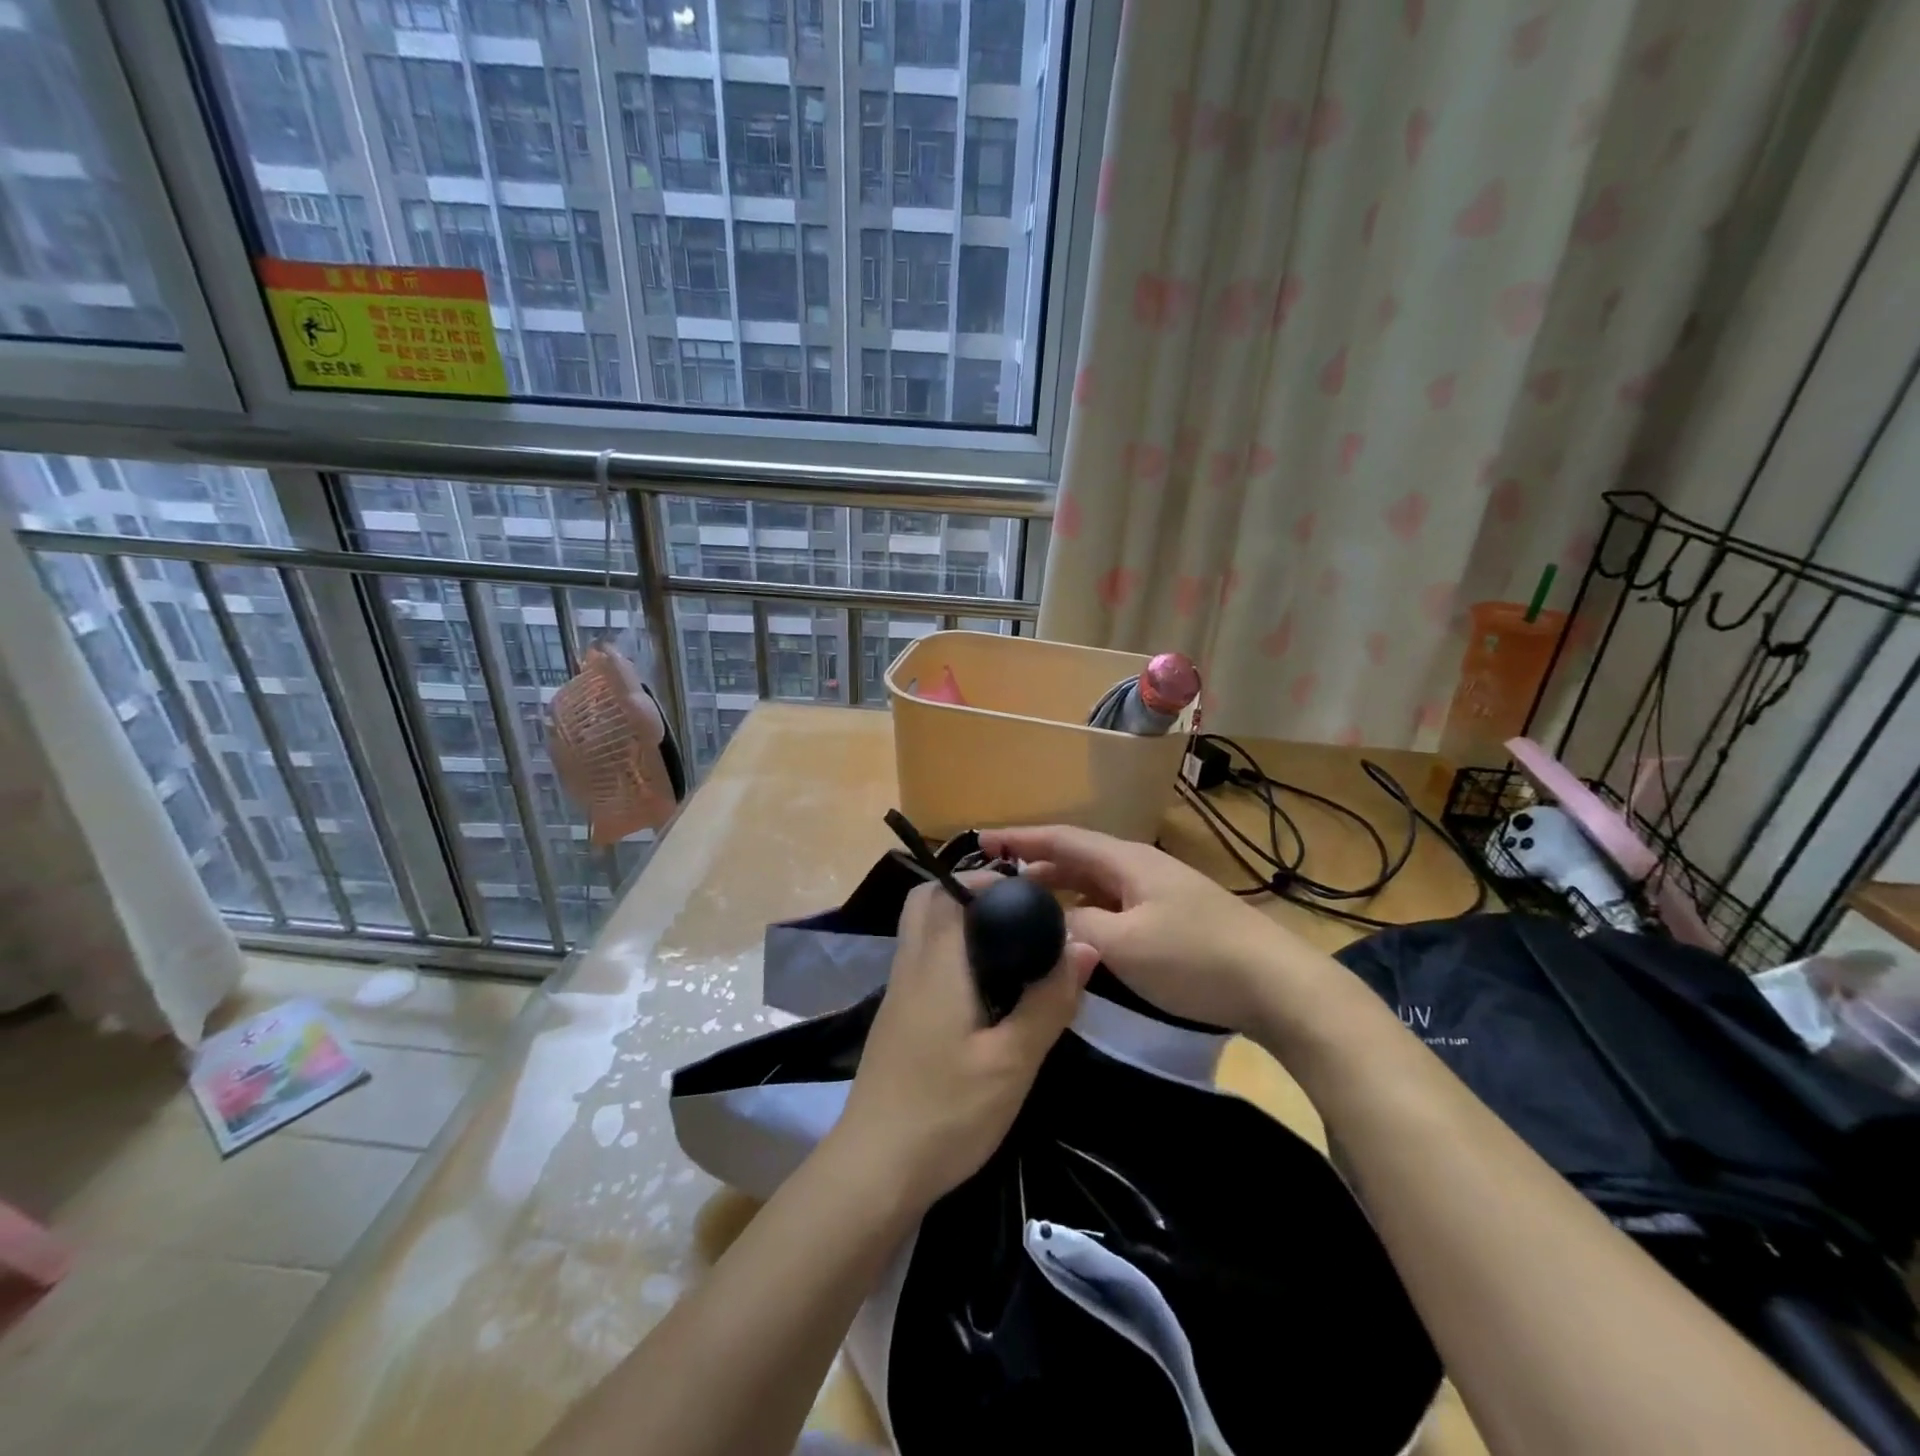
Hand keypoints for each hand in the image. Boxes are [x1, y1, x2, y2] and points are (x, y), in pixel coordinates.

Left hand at [832, 876, 1098, 1210]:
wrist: (874, 1171)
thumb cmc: (946, 1112)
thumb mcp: (1011, 1063)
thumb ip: (1048, 1002)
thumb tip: (1084, 946)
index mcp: (935, 964)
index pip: (947, 892)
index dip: (985, 880)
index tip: (1028, 892)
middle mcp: (909, 966)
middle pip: (925, 903)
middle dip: (967, 895)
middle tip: (1016, 915)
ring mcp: (897, 994)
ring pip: (921, 932)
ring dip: (958, 924)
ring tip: (1010, 947)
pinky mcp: (896, 1019)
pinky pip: (922, 962)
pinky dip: (950, 953)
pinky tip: (984, 990)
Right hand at [979, 826, 1283, 1031]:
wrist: (1278, 987)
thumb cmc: (1196, 958)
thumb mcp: (1124, 944)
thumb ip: (1076, 926)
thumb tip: (1047, 921)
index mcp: (1127, 861)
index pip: (1061, 838)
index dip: (1019, 838)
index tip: (980, 841)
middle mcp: (1140, 868)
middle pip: (1076, 856)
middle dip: (1034, 865)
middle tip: (994, 883)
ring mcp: (1158, 893)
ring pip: (1094, 882)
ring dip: (1058, 888)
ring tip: (1023, 906)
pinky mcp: (1171, 918)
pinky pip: (1113, 904)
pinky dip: (1083, 909)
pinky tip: (1074, 929)